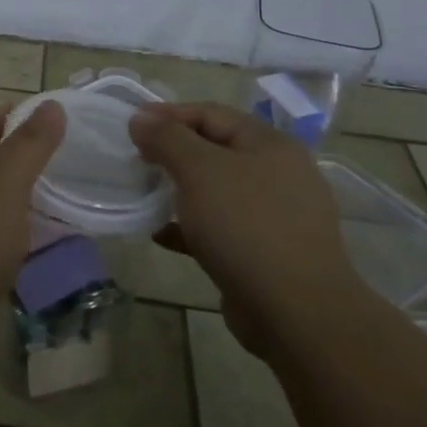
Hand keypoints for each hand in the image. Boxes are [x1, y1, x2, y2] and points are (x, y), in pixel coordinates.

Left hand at [0, 101, 66, 346]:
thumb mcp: (5, 185)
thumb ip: (29, 146)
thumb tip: (52, 104)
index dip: (8, 115)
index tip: (46, 114)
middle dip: (14, 154)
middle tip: (60, 156)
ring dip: (14, 196)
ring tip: (58, 196)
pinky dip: (11, 232)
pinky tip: (37, 242)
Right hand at [130, 103, 357, 357]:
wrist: (296, 312)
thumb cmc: (246, 226)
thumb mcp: (199, 171)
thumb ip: (167, 138)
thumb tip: (140, 118)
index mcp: (269, 144)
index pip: (211, 114)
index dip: (169, 115)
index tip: (131, 126)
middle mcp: (278, 174)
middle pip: (214, 151)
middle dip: (172, 153)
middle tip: (136, 161)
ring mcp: (275, 216)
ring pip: (216, 192)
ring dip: (178, 191)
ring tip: (144, 196)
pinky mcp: (265, 253)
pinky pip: (220, 229)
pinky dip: (189, 228)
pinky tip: (161, 235)